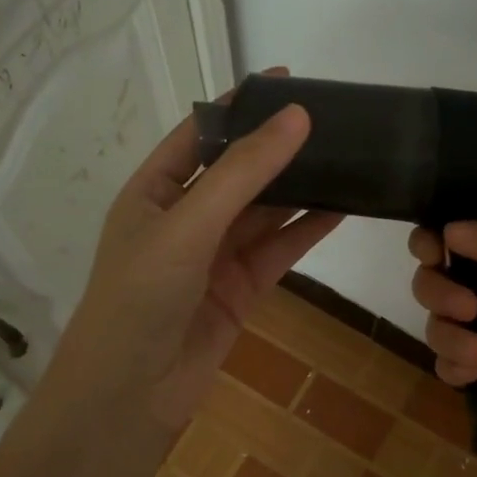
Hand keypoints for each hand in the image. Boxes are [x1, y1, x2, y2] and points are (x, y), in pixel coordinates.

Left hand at [44, 74, 341, 431]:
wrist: (129, 397)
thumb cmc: (141, 298)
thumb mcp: (188, 225)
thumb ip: (244, 173)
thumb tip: (296, 117)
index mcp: (152, 191)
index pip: (201, 134)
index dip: (240, 106)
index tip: (286, 80)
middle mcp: (183, 218)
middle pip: (238, 172)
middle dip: (278, 147)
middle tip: (331, 118)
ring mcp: (212, 256)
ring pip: (264, 212)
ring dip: (300, 188)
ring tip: (346, 157)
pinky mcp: (238, 290)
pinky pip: (277, 251)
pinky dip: (307, 231)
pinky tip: (341, 209)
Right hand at [407, 215, 476, 472]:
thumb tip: (449, 229)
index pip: (462, 239)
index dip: (435, 242)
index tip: (431, 254)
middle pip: (440, 281)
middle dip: (438, 291)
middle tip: (466, 309)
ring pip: (442, 326)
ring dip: (445, 335)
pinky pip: (454, 368)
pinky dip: (451, 367)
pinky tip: (470, 375)